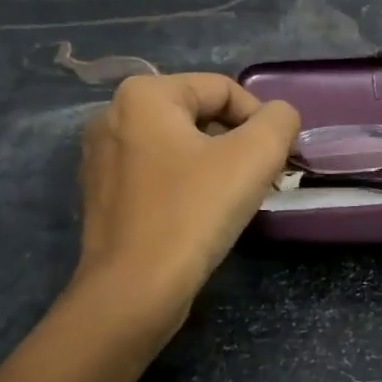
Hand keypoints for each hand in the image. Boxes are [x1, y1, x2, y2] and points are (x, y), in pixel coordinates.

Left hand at [72, 74, 299, 318]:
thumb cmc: (193, 213)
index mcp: (144, 95)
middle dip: (238, 144)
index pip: (223, 89)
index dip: (261, 120)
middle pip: (200, 116)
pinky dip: (187, 186)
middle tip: (262, 181)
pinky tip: (201, 216)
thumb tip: (279, 117)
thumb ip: (279, 120)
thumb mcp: (255, 156)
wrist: (133, 292)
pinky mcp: (102, 195)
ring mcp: (102, 158)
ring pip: (180, 147)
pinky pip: (158, 175)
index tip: (276, 160)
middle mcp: (113, 116)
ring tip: (235, 200)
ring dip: (216, 166)